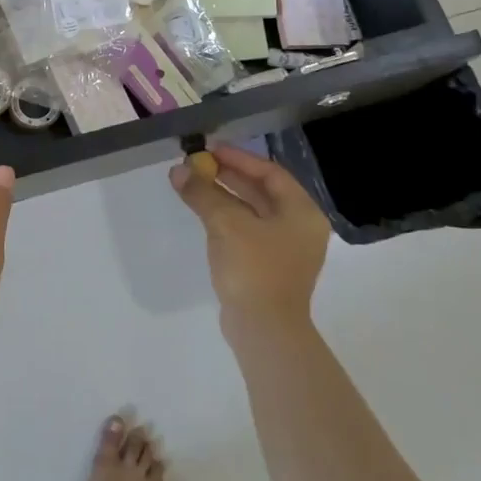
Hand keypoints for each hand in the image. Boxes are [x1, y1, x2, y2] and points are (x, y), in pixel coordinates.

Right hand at [170, 144, 327, 341]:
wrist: (264, 331)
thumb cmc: (254, 268)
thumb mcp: (226, 223)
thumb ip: (202, 193)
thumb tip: (178, 171)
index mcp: (302, 212)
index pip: (270, 173)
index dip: (239, 158)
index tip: (210, 150)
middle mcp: (299, 228)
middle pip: (261, 191)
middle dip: (228, 176)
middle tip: (198, 164)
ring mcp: (285, 250)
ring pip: (252, 212)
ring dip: (224, 196)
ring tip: (194, 183)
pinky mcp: (268, 267)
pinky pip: (247, 231)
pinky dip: (226, 217)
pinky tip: (203, 212)